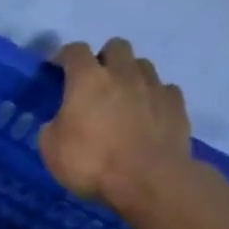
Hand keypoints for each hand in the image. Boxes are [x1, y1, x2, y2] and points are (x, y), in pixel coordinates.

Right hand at [40, 38, 194, 216]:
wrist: (149, 181)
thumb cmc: (92, 163)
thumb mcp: (51, 149)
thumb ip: (53, 126)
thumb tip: (60, 122)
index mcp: (88, 80)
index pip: (74, 51)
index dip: (64, 56)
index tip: (57, 69)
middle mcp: (122, 74)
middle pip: (116, 46)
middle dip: (104, 58)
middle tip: (96, 82)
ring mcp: (154, 87)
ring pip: (142, 65)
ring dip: (130, 75)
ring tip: (124, 98)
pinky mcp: (177, 105)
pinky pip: (164, 89)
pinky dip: (154, 97)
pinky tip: (148, 114)